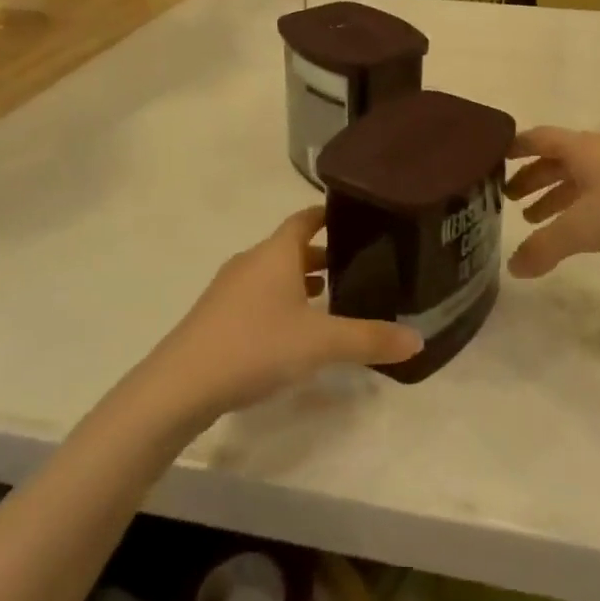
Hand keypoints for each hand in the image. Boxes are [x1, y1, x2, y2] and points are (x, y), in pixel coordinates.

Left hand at [150, 207, 422, 418]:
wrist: (180, 385)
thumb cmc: (255, 346)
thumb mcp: (320, 344)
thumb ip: (369, 339)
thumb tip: (419, 339)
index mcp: (276, 252)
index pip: (306, 218)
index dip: (330, 215)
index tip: (357, 218)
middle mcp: (252, 261)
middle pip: (291, 246)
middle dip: (323, 253)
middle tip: (358, 265)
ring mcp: (230, 288)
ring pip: (274, 273)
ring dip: (301, 279)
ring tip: (331, 297)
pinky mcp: (217, 316)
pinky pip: (258, 296)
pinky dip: (281, 301)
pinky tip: (293, 330)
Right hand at [506, 126, 599, 278]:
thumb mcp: (583, 230)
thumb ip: (544, 247)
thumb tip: (513, 268)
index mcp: (580, 148)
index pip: (537, 138)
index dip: (513, 147)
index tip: (492, 159)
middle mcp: (599, 151)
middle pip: (556, 158)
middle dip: (531, 177)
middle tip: (508, 199)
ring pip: (578, 176)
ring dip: (554, 194)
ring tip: (535, 219)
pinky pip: (598, 190)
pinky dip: (578, 204)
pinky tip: (578, 228)